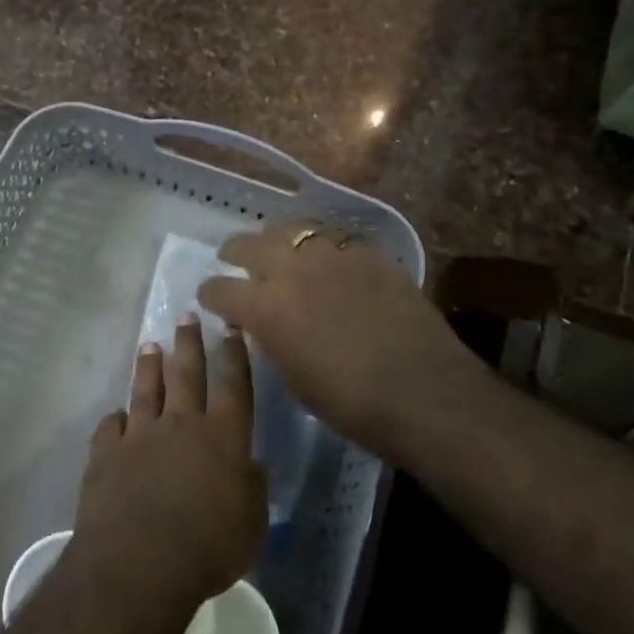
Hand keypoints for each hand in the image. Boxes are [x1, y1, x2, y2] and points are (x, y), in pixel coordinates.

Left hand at [73, 318, 267, 607]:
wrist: (139, 563)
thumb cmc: (208, 549)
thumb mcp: (251, 526)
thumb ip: (252, 489)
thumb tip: (251, 464)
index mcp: (223, 437)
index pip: (234, 385)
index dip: (236, 356)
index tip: (233, 329)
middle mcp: (181, 425)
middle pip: (187, 374)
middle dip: (189, 343)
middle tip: (186, 316)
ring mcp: (140, 435)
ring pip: (146, 390)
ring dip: (149, 367)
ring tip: (149, 346)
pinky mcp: (106, 453)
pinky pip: (111, 427)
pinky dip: (115, 420)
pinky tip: (116, 416)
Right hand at [197, 220, 481, 460]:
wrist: (424, 392)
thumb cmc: (350, 403)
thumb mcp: (293, 379)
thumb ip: (270, 342)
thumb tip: (260, 325)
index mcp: (266, 307)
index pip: (219, 289)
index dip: (209, 295)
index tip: (209, 299)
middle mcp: (292, 270)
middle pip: (249, 244)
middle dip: (235, 252)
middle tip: (233, 258)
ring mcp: (334, 255)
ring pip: (293, 230)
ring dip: (278, 240)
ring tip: (280, 250)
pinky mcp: (370, 254)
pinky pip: (335, 240)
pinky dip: (322, 248)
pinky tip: (329, 262)